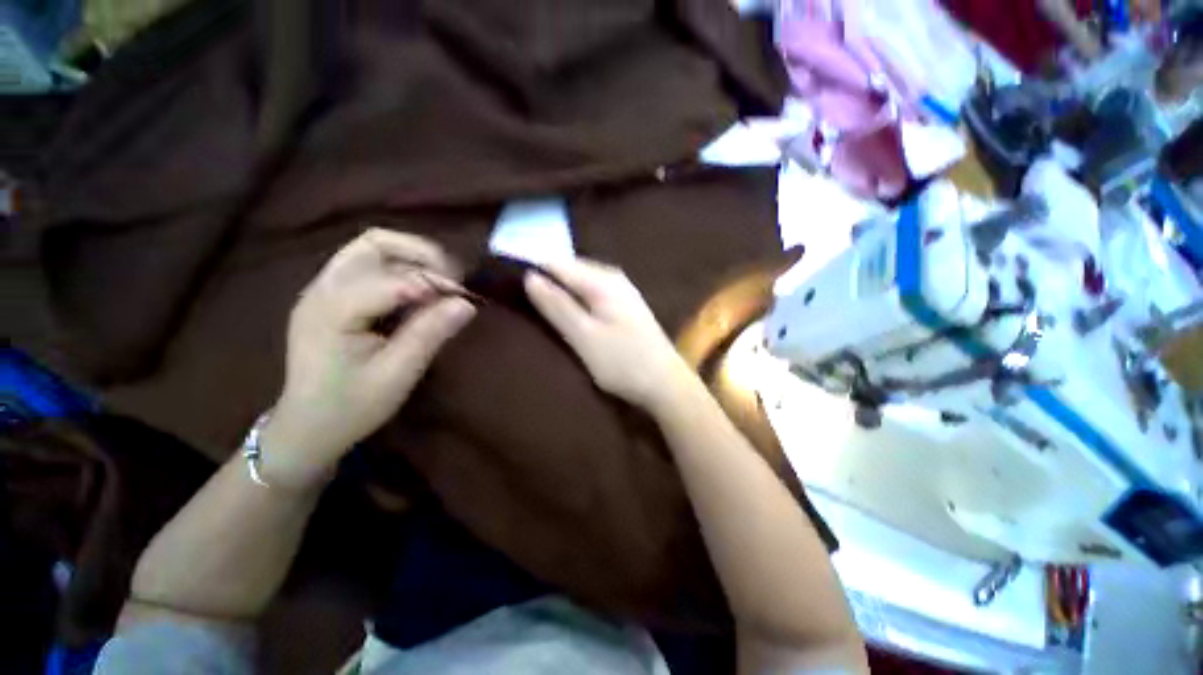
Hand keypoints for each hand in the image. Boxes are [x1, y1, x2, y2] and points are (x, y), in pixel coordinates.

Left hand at [263, 229, 475, 489]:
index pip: (391, 278)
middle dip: (421, 254)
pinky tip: (418, 293)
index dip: (433, 282)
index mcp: (332, 310)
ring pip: (371, 249)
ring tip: (440, 283)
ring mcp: (323, 289)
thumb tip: (466, 304)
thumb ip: (430, 333)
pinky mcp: (331, 296)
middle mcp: (323, 289)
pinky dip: (400, 269)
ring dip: (412, 258)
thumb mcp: (398, 374)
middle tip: (453, 280)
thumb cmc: (352, 406)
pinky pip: (369, 265)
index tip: (465, 298)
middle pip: (375, 244)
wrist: (309, 426)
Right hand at [524, 258, 696, 412]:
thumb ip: (557, 306)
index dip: (532, 271)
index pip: (557, 263)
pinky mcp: (624, 306)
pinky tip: (567, 315)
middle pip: (569, 270)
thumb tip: (529, 276)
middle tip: (520, 302)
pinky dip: (575, 302)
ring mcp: (622, 291)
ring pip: (579, 283)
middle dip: (545, 282)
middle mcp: (613, 277)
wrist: (666, 384)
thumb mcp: (584, 336)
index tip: (507, 285)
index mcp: (602, 280)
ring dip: (559, 294)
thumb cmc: (624, 363)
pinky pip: (591, 295)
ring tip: (537, 308)